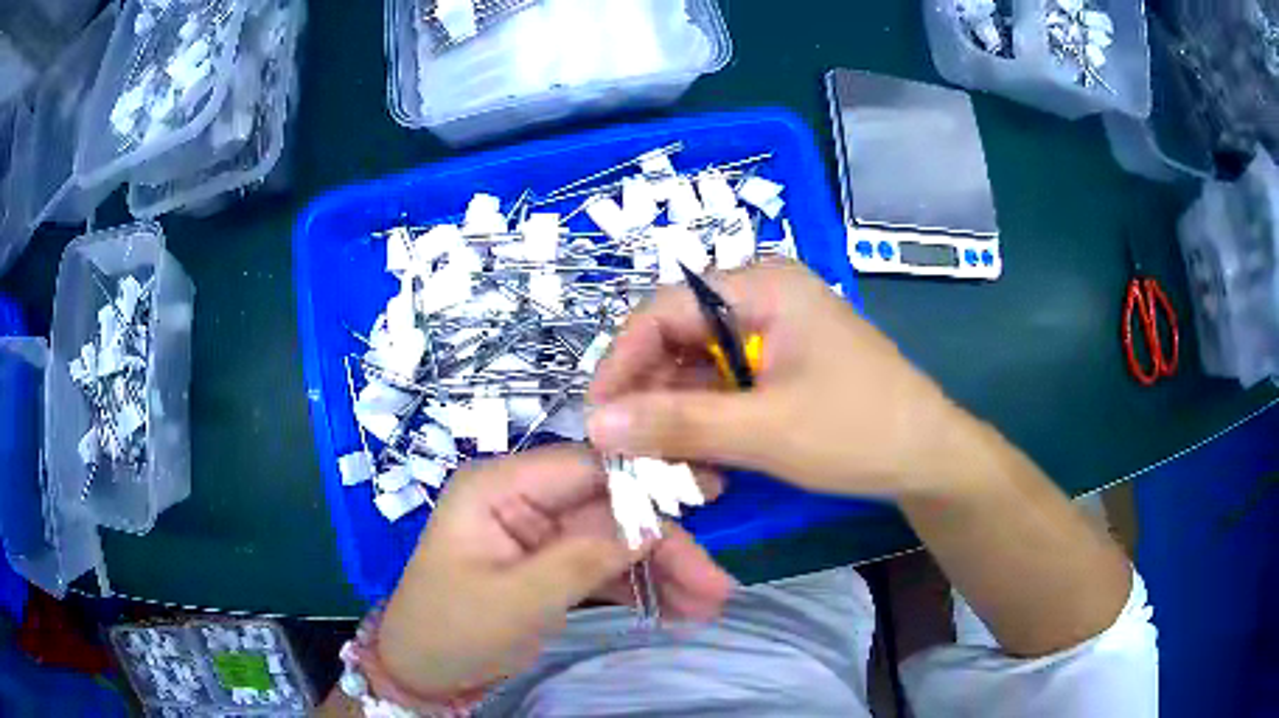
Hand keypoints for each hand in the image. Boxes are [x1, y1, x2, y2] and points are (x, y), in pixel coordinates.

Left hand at [375, 445, 734, 696]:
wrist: (421, 672)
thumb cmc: (451, 631)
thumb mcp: (515, 600)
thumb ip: (583, 559)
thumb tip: (652, 524)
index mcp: (499, 487)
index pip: (586, 466)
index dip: (648, 477)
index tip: (710, 495)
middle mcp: (523, 500)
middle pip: (611, 508)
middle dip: (665, 546)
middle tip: (717, 584)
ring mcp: (539, 533)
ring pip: (615, 539)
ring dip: (662, 571)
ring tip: (708, 606)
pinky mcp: (550, 565)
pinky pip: (604, 567)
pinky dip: (640, 588)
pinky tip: (678, 611)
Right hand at [588, 261, 976, 498]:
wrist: (930, 458)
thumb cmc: (858, 432)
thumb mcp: (764, 431)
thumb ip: (677, 424)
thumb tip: (595, 423)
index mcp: (763, 287)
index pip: (665, 309)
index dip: (622, 360)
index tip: (597, 415)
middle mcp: (763, 298)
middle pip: (679, 337)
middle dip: (651, 395)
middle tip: (629, 450)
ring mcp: (774, 333)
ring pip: (699, 368)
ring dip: (678, 416)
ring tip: (668, 466)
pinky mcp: (782, 365)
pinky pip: (725, 386)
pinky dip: (707, 422)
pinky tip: (703, 461)